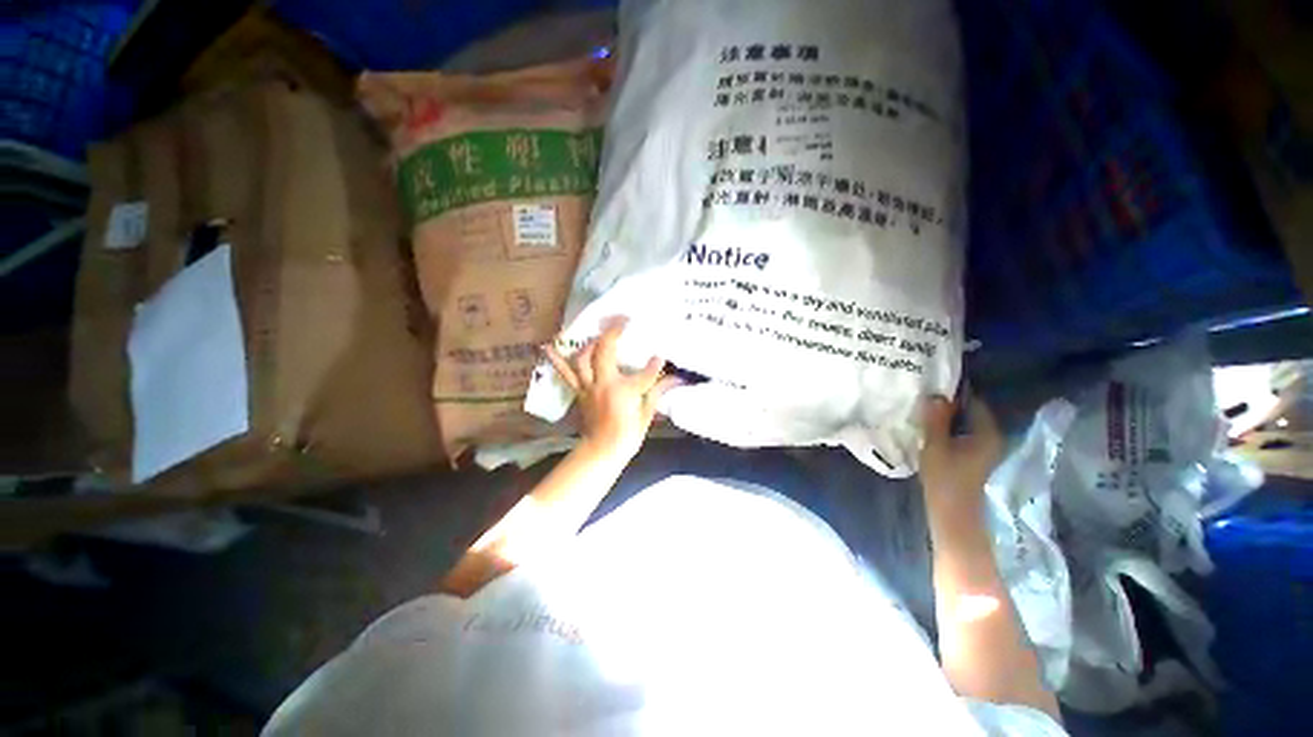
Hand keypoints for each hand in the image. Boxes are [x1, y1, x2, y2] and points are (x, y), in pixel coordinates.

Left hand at [544, 319, 680, 460]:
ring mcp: (588, 387)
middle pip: (605, 352)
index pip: (644, 373)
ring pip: (583, 358)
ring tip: (597, 335)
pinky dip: (556, 359)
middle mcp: (603, 384)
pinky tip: (547, 346)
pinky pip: (566, 374)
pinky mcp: (579, 392)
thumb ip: (658, 392)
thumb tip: (677, 379)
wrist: (601, 451)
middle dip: (613, 333)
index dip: (655, 365)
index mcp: (624, 391)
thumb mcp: (646, 414)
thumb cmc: (627, 436)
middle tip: (621, 320)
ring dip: (590, 343)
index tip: (660, 357)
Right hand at [919, 395, 1004, 510]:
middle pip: (969, 412)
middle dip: (948, 404)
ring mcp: (984, 448)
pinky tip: (930, 428)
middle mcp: (991, 437)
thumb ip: (935, 420)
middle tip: (923, 396)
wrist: (952, 513)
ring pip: (964, 423)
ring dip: (946, 417)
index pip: (973, 402)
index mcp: (987, 433)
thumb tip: (935, 395)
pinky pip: (961, 433)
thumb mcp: (935, 445)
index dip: (954, 392)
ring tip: (923, 409)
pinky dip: (948, 428)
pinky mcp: (974, 456)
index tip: (932, 385)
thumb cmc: (945, 479)